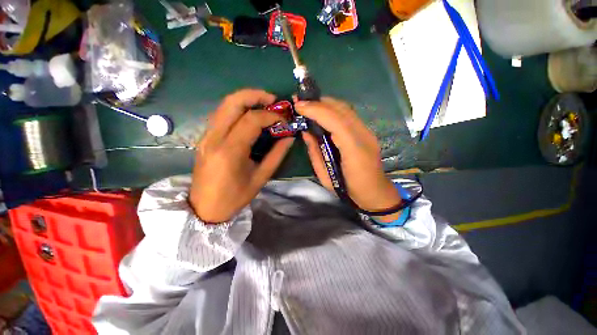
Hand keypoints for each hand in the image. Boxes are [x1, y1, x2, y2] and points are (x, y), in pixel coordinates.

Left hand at [190, 89, 294, 222]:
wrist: (205, 208)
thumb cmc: (235, 197)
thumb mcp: (260, 178)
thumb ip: (276, 155)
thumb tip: (289, 138)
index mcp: (230, 151)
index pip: (251, 120)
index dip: (271, 116)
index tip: (284, 120)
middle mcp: (214, 138)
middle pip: (232, 102)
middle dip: (255, 95)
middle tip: (273, 101)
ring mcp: (206, 136)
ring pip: (224, 105)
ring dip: (246, 99)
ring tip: (264, 105)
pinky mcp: (205, 138)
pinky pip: (221, 115)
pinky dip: (237, 109)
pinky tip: (250, 116)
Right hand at [295, 97, 401, 221]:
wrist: (374, 192)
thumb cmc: (347, 189)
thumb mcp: (325, 176)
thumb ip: (314, 152)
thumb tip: (305, 132)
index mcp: (353, 150)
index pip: (335, 121)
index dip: (315, 110)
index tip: (298, 105)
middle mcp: (363, 135)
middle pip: (341, 109)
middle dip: (318, 102)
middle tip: (300, 101)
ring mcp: (367, 131)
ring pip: (345, 108)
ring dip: (325, 103)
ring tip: (309, 104)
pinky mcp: (366, 131)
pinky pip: (348, 114)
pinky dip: (333, 109)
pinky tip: (322, 112)